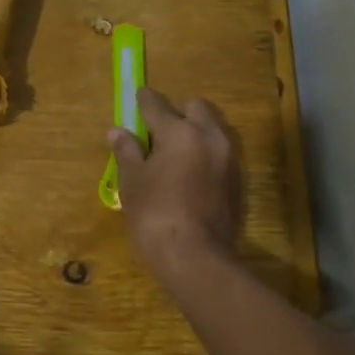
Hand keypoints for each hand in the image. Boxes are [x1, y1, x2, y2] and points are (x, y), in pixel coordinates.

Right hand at [108, 88, 242, 276]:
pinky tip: (190, 171)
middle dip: (177, 112)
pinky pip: (220, 152)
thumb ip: (127, 152)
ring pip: (213, 129)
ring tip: (174, 150)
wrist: (195, 258)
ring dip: (195, 131)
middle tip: (157, 130)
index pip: (158, 105)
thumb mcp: (132, 182)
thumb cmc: (155, 216)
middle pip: (196, 108)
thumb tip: (117, 132)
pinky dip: (205, 153)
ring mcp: (229, 159)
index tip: (138, 96)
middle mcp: (210, 137)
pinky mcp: (237, 180)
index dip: (144, 100)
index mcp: (180, 132)